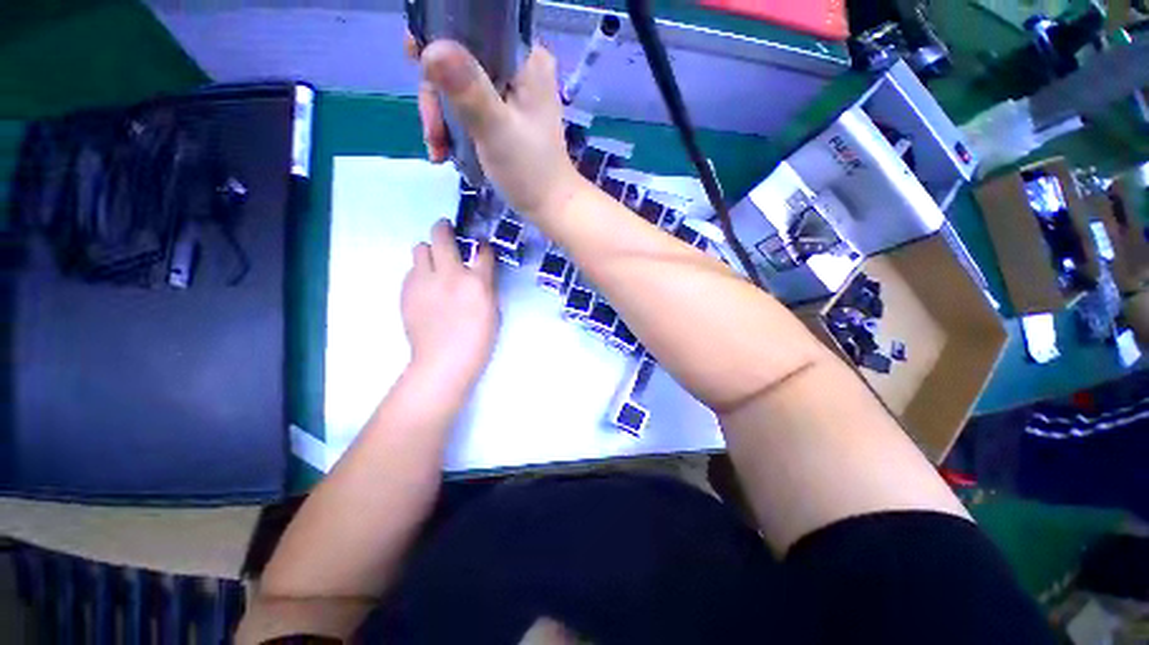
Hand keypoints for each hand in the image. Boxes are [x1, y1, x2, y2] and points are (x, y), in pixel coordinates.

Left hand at [401, 220, 498, 389]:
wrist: (443, 361)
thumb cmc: (477, 340)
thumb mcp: (492, 310)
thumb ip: (485, 285)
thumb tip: (478, 270)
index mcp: (476, 282)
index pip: (482, 251)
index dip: (482, 245)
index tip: (481, 245)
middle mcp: (449, 274)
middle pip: (441, 236)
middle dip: (445, 228)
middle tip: (448, 231)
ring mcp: (424, 281)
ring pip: (420, 249)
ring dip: (430, 251)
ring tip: (435, 265)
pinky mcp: (406, 291)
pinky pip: (412, 270)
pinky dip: (420, 272)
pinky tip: (426, 288)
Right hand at [408, 36, 586, 222]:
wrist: (550, 206)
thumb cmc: (530, 172)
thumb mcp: (497, 130)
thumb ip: (467, 90)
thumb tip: (430, 48)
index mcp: (526, 59)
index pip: (474, 28)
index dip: (439, 40)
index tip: (415, 62)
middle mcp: (519, 68)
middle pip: (461, 61)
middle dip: (438, 98)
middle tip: (434, 135)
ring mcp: (512, 94)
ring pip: (460, 87)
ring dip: (442, 119)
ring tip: (440, 152)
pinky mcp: (505, 116)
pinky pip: (468, 108)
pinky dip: (454, 129)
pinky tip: (446, 152)